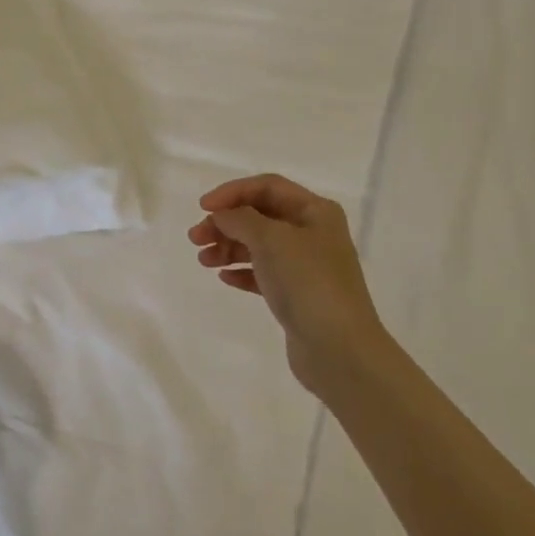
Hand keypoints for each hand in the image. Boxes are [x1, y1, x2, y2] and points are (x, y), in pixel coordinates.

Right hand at [188, 174, 387, 400]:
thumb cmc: (307, 283)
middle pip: (260, 215)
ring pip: (259, 245)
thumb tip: (222, 215)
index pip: (267, 186)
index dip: (232, 192)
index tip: (203, 207)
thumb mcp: (271, 240)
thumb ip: (240, 219)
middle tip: (195, 238)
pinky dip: (242, 271)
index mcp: (315, 211)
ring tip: (203, 260)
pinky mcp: (298, 295)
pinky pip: (263, 273)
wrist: (338, 349)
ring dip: (228, 247)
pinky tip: (224, 277)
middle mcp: (313, 233)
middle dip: (226, 223)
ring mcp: (306, 266)